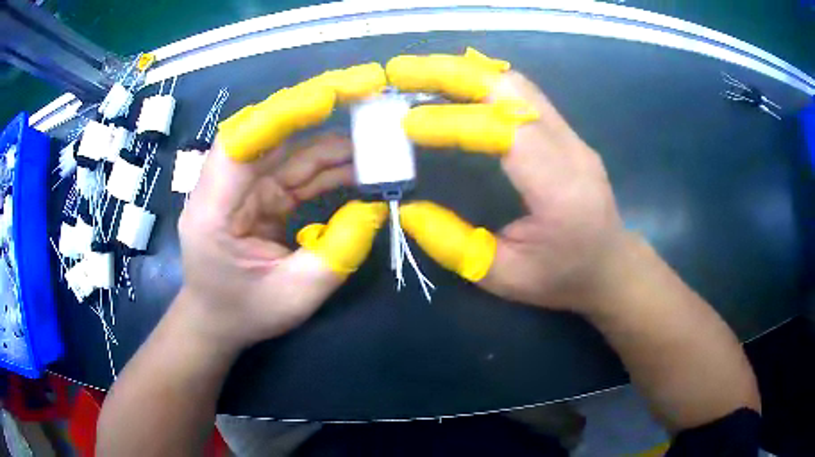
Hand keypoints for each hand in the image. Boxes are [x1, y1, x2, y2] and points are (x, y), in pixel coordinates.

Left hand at [176, 64, 387, 349]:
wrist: (217, 320)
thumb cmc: (243, 313)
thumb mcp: (294, 296)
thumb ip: (336, 253)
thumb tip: (376, 205)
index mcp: (213, 211)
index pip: (241, 145)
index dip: (282, 115)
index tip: (329, 96)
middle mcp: (224, 186)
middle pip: (268, 130)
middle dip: (318, 104)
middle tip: (368, 87)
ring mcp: (244, 185)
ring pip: (291, 146)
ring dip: (334, 137)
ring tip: (379, 134)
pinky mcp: (262, 192)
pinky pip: (299, 168)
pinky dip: (331, 164)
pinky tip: (362, 165)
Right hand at [388, 49, 626, 311]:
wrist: (611, 267)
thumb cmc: (562, 278)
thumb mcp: (505, 279)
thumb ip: (455, 246)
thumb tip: (409, 210)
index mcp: (560, 190)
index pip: (505, 133)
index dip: (453, 121)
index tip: (407, 123)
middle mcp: (572, 151)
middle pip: (512, 90)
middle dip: (452, 74)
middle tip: (404, 71)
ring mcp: (572, 136)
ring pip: (517, 84)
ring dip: (466, 73)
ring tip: (421, 73)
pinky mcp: (566, 133)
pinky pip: (523, 94)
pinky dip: (483, 82)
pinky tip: (456, 84)